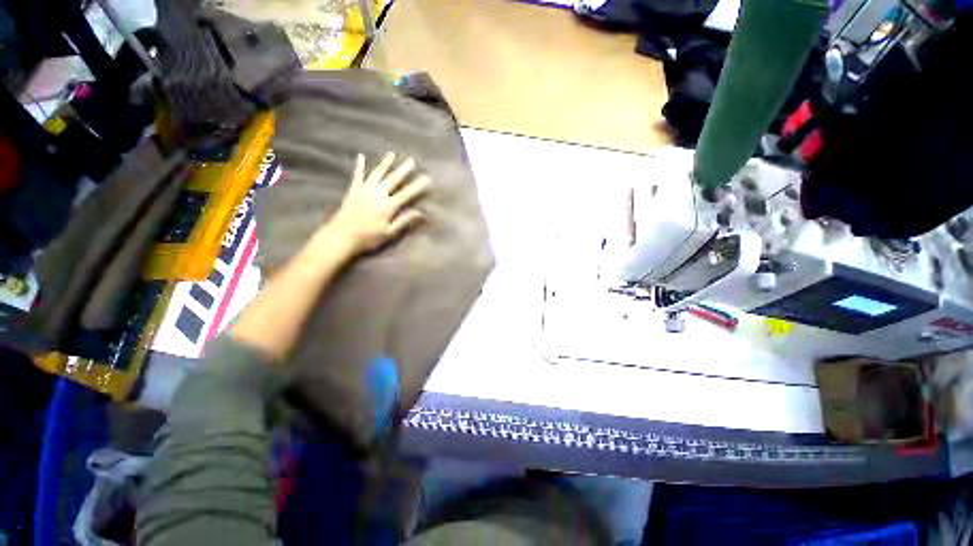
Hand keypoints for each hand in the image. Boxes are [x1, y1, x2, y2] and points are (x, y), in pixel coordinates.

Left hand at [324, 152, 430, 255]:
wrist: (341, 236)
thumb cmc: (368, 238)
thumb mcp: (389, 233)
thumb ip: (404, 221)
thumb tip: (420, 213)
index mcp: (388, 206)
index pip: (406, 193)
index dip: (417, 186)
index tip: (426, 178)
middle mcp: (377, 194)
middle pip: (393, 179)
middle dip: (403, 170)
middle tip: (411, 161)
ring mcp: (364, 190)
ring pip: (377, 173)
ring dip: (385, 163)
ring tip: (392, 154)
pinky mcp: (353, 191)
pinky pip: (357, 176)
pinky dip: (359, 166)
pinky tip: (361, 157)